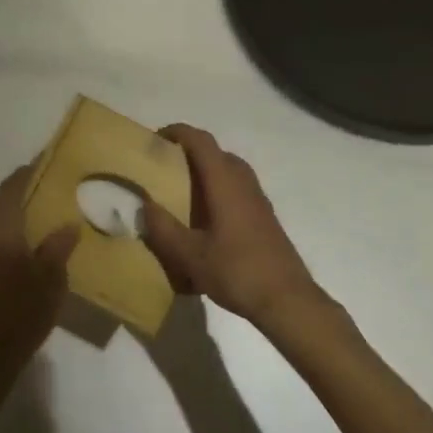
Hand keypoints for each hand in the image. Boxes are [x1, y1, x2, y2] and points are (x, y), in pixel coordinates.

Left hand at [0, 165, 79, 372]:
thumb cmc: (20, 311)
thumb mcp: (50, 278)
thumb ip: (58, 246)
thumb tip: (68, 224)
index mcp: (0, 226)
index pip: (14, 186)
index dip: (29, 172)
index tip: (47, 163)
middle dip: (17, 192)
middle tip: (45, 193)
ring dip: (7, 214)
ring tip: (37, 220)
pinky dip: (1, 233)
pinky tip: (22, 248)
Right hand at [140, 124, 323, 332]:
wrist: (287, 299)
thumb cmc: (237, 271)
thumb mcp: (190, 255)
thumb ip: (164, 229)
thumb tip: (146, 206)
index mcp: (224, 181)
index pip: (200, 140)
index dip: (177, 132)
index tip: (155, 139)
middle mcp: (243, 182)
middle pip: (215, 152)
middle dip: (189, 153)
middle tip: (164, 168)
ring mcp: (258, 198)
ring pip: (229, 170)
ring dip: (205, 172)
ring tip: (182, 193)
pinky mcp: (264, 216)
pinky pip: (237, 189)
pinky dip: (218, 190)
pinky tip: (206, 220)